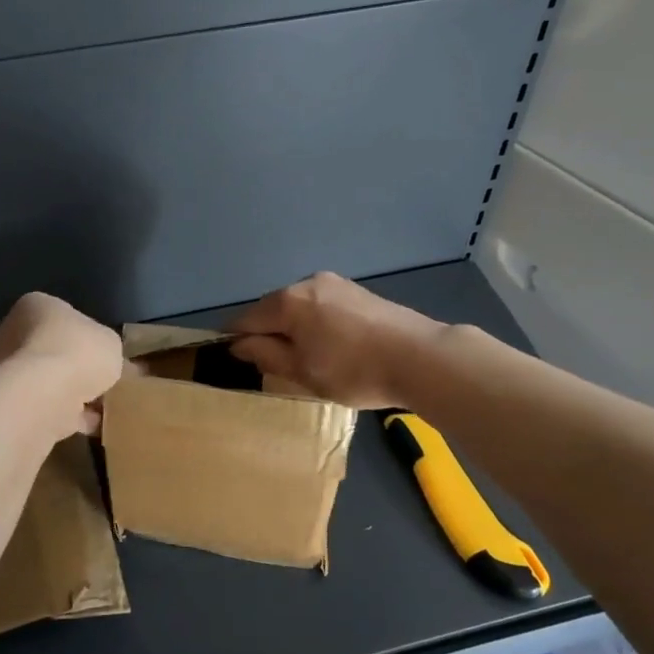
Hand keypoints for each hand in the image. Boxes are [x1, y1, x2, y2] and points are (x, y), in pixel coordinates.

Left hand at [0, 293, 124, 437]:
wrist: (44, 396)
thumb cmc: (78, 351)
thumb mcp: (111, 343)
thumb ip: (108, 348)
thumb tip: (109, 360)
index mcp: (36, 306)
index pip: (62, 316)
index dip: (86, 335)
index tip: (104, 353)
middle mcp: (14, 333)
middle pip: (53, 349)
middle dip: (77, 367)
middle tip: (104, 382)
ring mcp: (8, 371)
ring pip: (49, 381)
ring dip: (72, 393)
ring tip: (103, 407)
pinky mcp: (12, 403)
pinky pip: (47, 407)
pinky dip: (68, 416)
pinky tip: (92, 425)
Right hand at [227, 272, 445, 409]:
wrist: (420, 357)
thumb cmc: (354, 370)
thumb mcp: (302, 372)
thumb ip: (266, 355)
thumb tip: (239, 344)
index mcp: (288, 301)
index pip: (246, 319)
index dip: (235, 340)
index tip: (233, 360)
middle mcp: (308, 282)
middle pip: (273, 309)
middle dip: (267, 333)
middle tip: (273, 365)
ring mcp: (336, 283)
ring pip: (299, 306)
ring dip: (293, 328)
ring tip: (305, 358)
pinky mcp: (357, 291)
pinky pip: (322, 306)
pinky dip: (316, 323)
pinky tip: (330, 345)